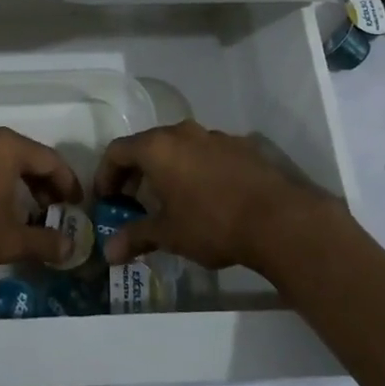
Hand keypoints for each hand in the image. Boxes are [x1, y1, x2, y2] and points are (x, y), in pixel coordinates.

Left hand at [0, 125, 82, 275]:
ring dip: (19, 185)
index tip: (77, 207)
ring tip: (25, 214)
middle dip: (44, 186)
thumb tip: (71, 247)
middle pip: (26, 157)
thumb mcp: (7, 240)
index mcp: (7, 146)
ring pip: (1, 161)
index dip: (68, 185)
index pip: (51, 161)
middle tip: (54, 213)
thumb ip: (43, 243)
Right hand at [96, 121, 344, 273]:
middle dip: (136, 172)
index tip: (106, 200)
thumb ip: (136, 237)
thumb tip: (108, 252)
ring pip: (179, 147)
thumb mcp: (168, 234)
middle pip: (148, 145)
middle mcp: (183, 132)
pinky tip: (206, 197)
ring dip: (167, 169)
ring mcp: (215, 136)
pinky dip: (196, 169)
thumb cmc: (211, 223)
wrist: (278, 219)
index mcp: (158, 147)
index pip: (118, 151)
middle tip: (133, 201)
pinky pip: (207, 153)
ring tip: (170, 201)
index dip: (106, 175)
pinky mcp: (241, 146)